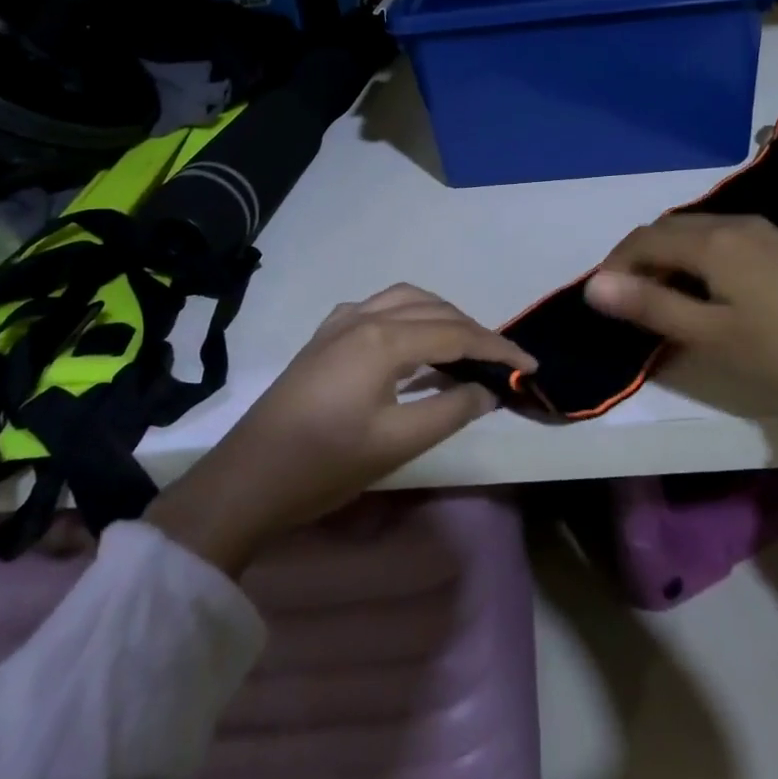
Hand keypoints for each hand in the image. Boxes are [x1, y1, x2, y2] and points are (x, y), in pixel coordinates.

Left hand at [146, 285, 531, 574]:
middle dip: (473, 329)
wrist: (248, 479)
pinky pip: (378, 309)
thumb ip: (450, 410)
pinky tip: (411, 343)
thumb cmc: (324, 464)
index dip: (497, 348)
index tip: (529, 366)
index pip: (456, 333)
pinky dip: (409, 316)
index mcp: (383, 339)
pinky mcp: (324, 337)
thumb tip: (487, 390)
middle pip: (433, 309)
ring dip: (441, 316)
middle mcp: (363, 317)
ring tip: (463, 348)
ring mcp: (339, 323)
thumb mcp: (396, 443)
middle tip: (500, 362)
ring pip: (405, 300)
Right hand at [582, 214, 777, 441]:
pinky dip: (697, 258)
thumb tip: (594, 285)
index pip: (642, 239)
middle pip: (667, 229)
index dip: (614, 266)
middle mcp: (733, 223)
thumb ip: (651, 306)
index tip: (602, 302)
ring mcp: (762, 231)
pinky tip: (707, 291)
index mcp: (711, 240)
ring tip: (662, 301)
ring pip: (695, 232)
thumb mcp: (711, 335)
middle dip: (638, 259)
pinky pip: (721, 240)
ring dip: (668, 258)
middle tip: (628, 304)